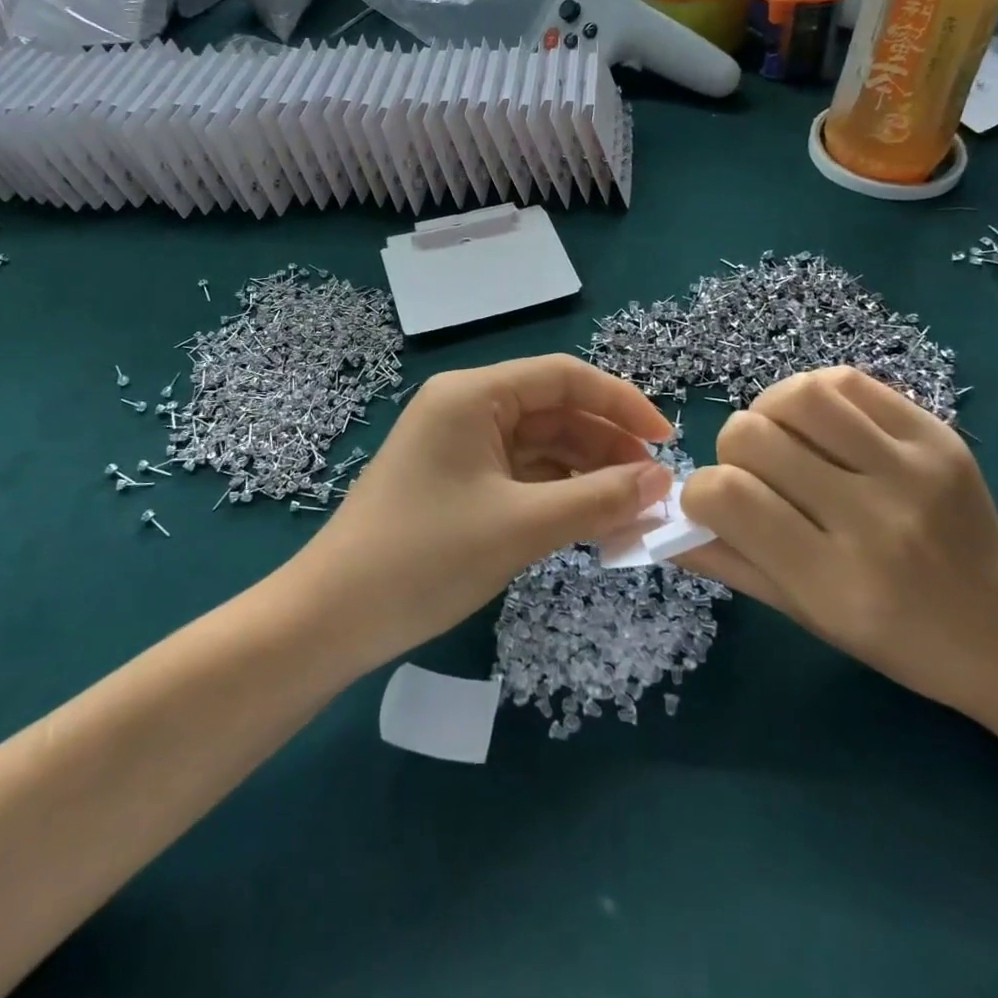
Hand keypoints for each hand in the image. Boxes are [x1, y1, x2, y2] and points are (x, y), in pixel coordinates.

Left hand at [283, 355, 672, 674]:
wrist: (332, 620)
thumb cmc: (425, 557)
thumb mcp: (520, 526)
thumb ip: (597, 498)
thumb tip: (661, 481)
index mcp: (473, 395)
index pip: (563, 377)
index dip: (621, 403)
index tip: (665, 441)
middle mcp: (466, 409)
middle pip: (555, 411)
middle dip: (607, 445)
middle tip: (653, 489)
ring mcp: (460, 447)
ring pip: (541, 447)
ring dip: (587, 474)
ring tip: (632, 511)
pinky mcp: (458, 483)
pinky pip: (522, 476)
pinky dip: (558, 495)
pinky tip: (591, 522)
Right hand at [678, 366, 997, 718]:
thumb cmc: (894, 637)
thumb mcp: (803, 614)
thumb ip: (729, 561)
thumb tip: (664, 519)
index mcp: (833, 580)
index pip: (727, 497)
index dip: (698, 492)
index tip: (712, 505)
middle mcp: (873, 520)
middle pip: (753, 435)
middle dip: (731, 448)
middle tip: (753, 472)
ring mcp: (912, 470)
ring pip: (799, 394)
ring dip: (769, 410)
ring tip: (784, 438)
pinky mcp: (938, 435)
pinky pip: (849, 381)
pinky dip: (815, 395)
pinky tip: (822, 425)